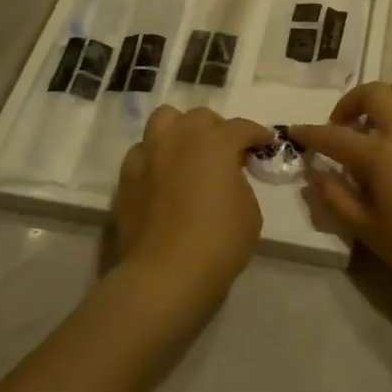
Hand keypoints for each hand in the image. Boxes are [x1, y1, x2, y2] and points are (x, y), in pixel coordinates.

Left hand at [110, 106, 273, 330]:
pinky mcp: (126, 179)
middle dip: (216, 129)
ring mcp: (147, 156)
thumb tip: (226, 178)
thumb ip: (239, 183)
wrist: (165, 274)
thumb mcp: (249, 212)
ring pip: (163, 121)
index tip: (265, 142)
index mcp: (214, 143)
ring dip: (180, 131)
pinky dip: (155, 157)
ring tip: (188, 152)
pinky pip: (142, 153)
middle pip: (199, 117)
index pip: (240, 127)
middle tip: (226, 151)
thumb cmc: (218, 242)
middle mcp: (178, 139)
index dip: (256, 133)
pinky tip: (162, 177)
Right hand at [293, 75, 391, 296]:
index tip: (295, 131)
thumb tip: (315, 175)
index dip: (310, 133)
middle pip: (374, 93)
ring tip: (386, 117)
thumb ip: (337, 199)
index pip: (334, 136)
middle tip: (343, 126)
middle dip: (351, 102)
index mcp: (380, 155)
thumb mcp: (368, 231)